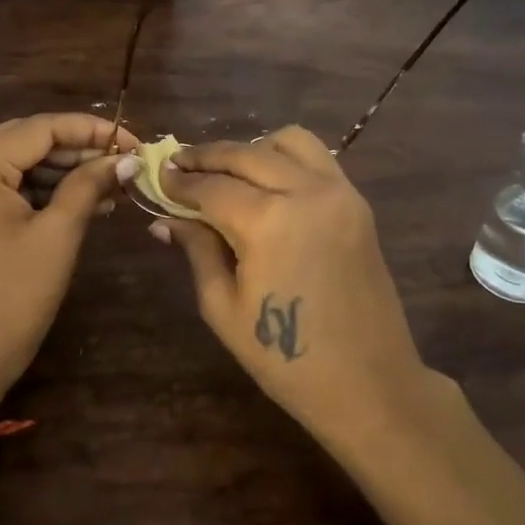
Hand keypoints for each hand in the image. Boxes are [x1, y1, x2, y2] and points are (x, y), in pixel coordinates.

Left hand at [0, 113, 141, 409]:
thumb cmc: (15, 297)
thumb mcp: (59, 235)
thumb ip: (89, 184)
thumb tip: (126, 157)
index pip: (39, 129)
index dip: (89, 130)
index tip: (132, 141)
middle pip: (23, 139)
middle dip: (75, 148)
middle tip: (121, 161)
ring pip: (11, 161)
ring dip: (58, 169)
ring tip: (107, 183)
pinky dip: (35, 188)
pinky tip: (76, 198)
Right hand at [151, 126, 428, 433]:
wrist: (367, 383)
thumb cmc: (284, 358)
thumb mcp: (223, 307)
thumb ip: (197, 250)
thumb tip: (164, 220)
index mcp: (267, 221)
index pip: (211, 186)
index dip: (179, 182)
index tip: (157, 177)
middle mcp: (305, 191)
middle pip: (245, 154)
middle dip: (206, 157)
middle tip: (179, 164)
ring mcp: (338, 192)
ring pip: (288, 141)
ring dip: (251, 149)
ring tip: (227, 172)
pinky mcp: (357, 203)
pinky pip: (318, 159)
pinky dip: (286, 158)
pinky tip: (267, 182)